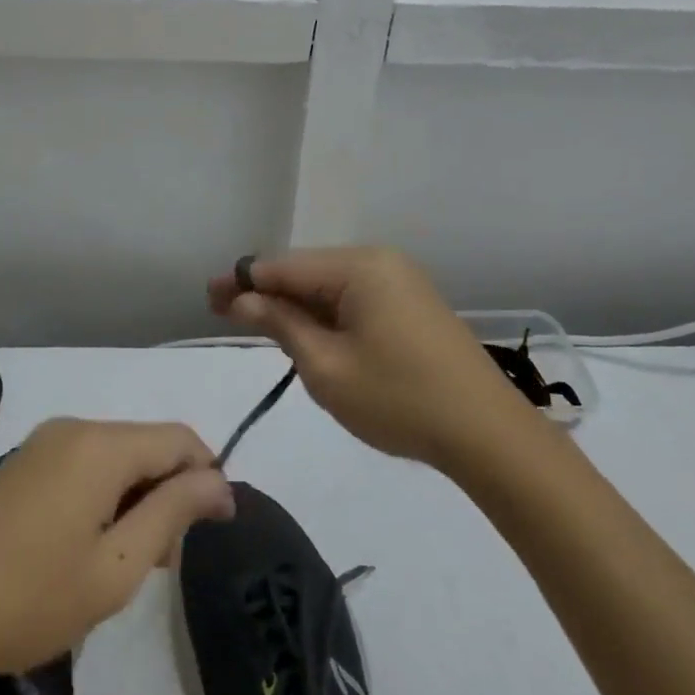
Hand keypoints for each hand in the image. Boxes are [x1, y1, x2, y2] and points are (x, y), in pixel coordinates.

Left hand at [0, 418, 234, 685]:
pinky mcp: (17, 467)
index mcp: (100, 445)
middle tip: (165, 561)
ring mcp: (39, 445)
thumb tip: (219, 481)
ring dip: (135, 498)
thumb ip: (172, 513)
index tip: (218, 527)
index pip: (179, 438)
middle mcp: (72, 429)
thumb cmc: (29, 597)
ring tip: (126, 563)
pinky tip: (86, 548)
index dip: (208, 475)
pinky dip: (102, 497)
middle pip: (145, 445)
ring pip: (113, 457)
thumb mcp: (115, 567)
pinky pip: (80, 466)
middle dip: (169, 492)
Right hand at [209, 247, 506, 468]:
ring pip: (330, 286)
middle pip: (307, 271)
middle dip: (267, 292)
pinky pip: (355, 299)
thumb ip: (281, 324)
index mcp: (359, 267)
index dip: (242, 280)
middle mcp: (380, 261)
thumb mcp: (326, 367)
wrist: (487, 433)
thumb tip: (243, 298)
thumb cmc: (399, 399)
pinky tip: (306, 332)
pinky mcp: (411, 304)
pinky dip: (325, 315)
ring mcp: (400, 281)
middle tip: (224, 312)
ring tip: (258, 324)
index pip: (285, 266)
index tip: (207, 296)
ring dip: (296, 305)